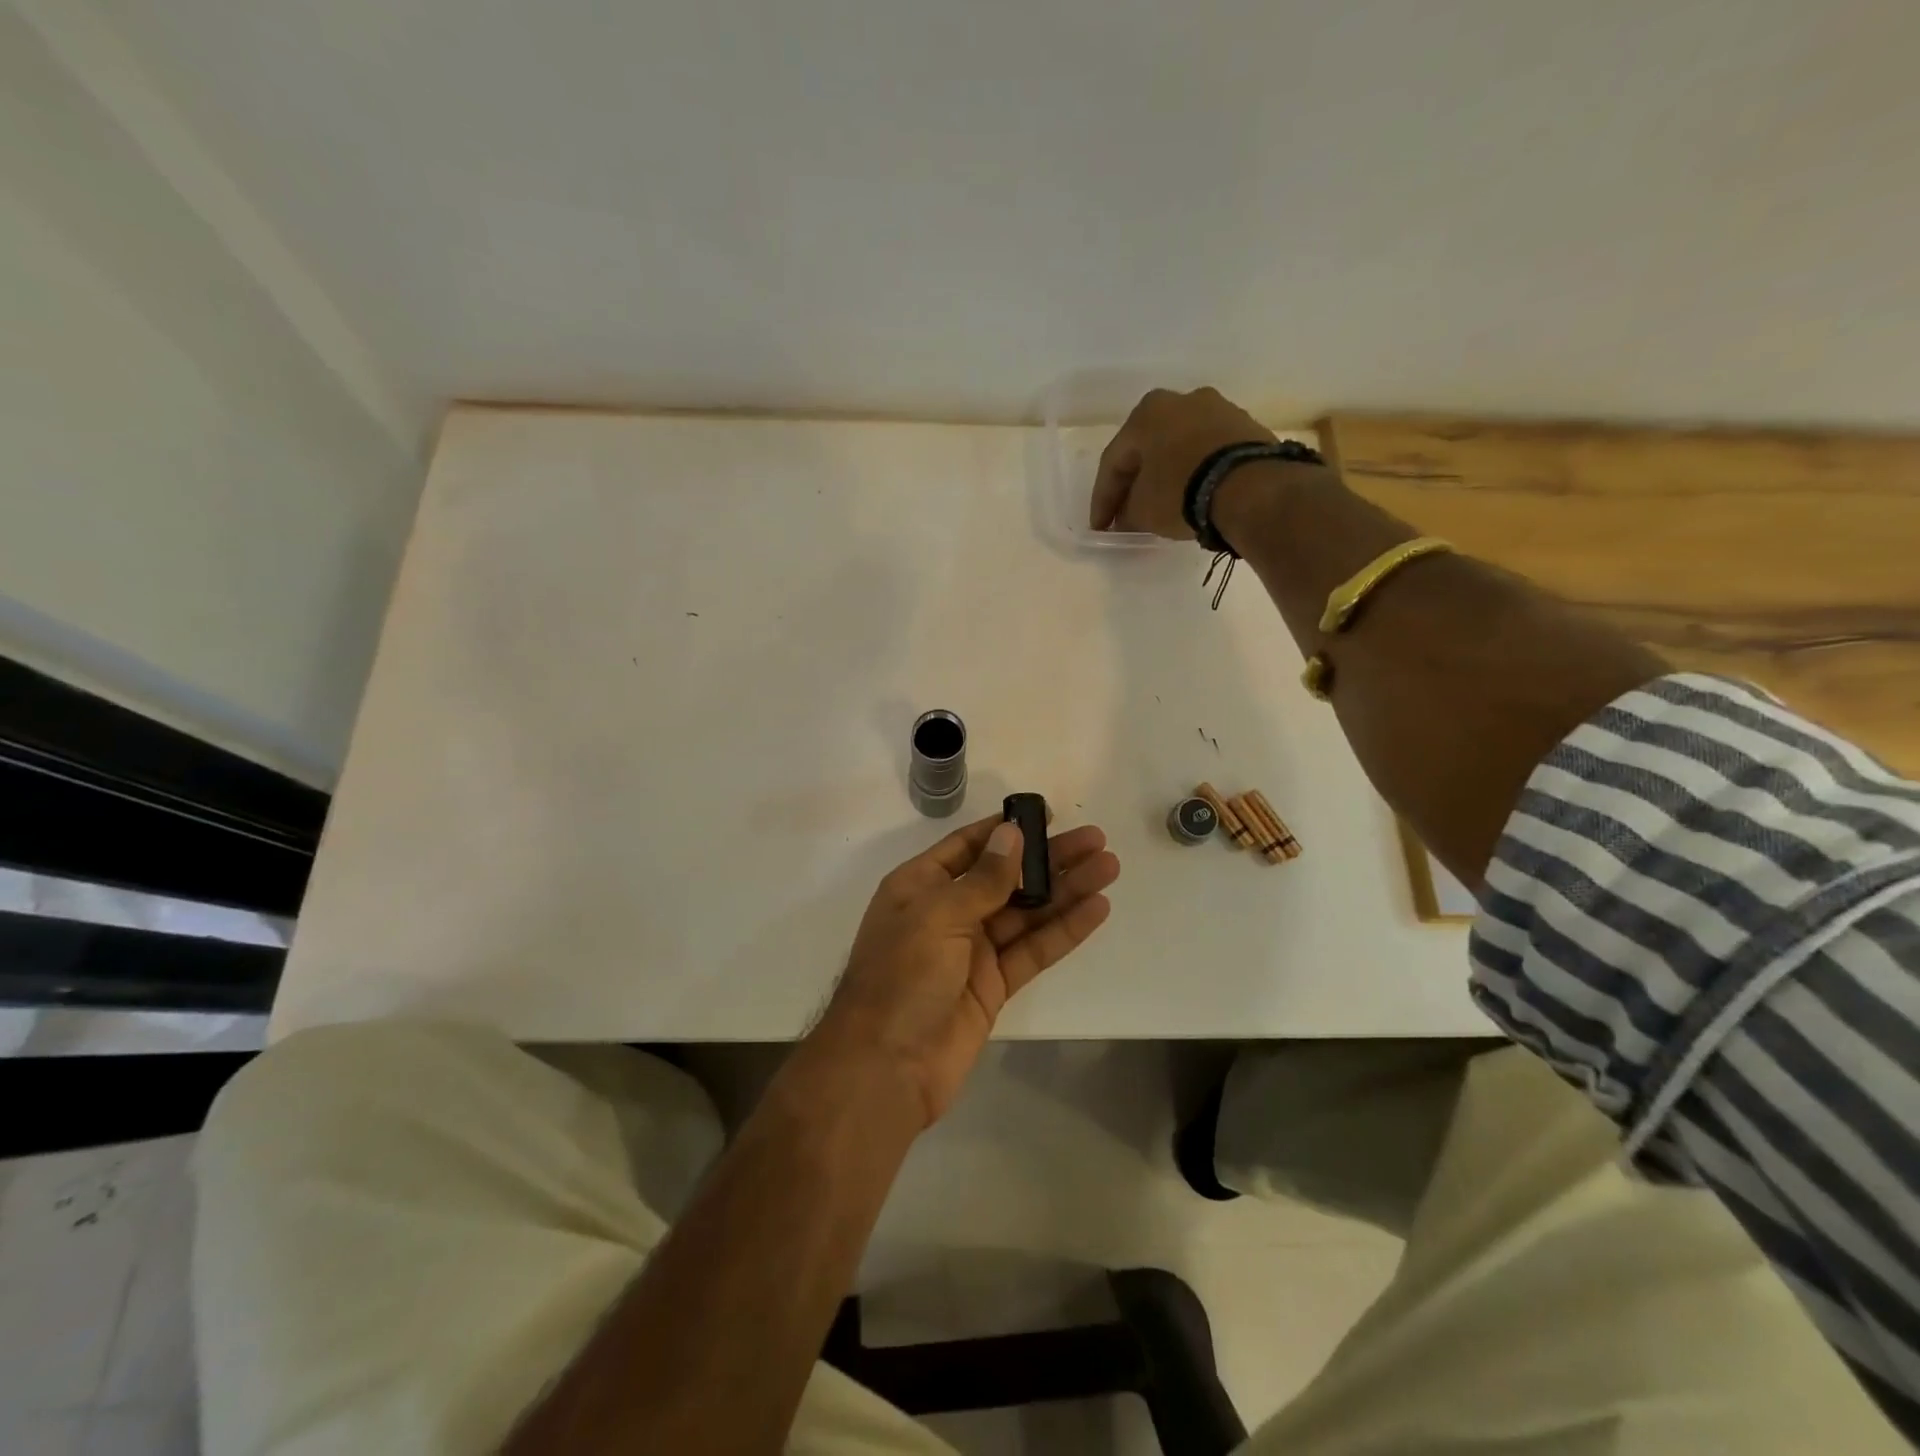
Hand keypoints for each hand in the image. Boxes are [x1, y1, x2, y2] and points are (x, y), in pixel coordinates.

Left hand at [816, 814, 1120, 1126]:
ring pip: (1026, 912)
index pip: (968, 847)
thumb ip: (983, 879)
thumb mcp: (937, 916)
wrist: (886, 1068)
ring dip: (1066, 890)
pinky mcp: (994, 985)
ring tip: (1109, 867)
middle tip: (1096, 840)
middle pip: (1006, 877)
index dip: (1005, 830)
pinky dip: (1064, 931)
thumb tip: (1011, 833)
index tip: (1045, 816)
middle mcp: (947, 913)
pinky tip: (1096, 910)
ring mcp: (972, 951)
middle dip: (1049, 859)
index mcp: (919, 886)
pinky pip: (1033, 950)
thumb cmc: (901, 977)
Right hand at [1090, 386, 1276, 538]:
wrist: (1251, 486)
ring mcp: (1219, 410)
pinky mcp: (1247, 428)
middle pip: (1147, 449)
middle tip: (1126, 515)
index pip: (1113, 461)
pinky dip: (1195, 474)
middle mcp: (1182, 401)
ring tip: (1161, 508)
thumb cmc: (1180, 490)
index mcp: (1147, 412)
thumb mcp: (1142, 510)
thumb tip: (1127, 517)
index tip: (1100, 528)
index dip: (1103, 500)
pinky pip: (1208, 453)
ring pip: (1179, 448)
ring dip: (1166, 476)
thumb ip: (1127, 512)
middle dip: (1135, 484)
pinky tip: (1192, 496)